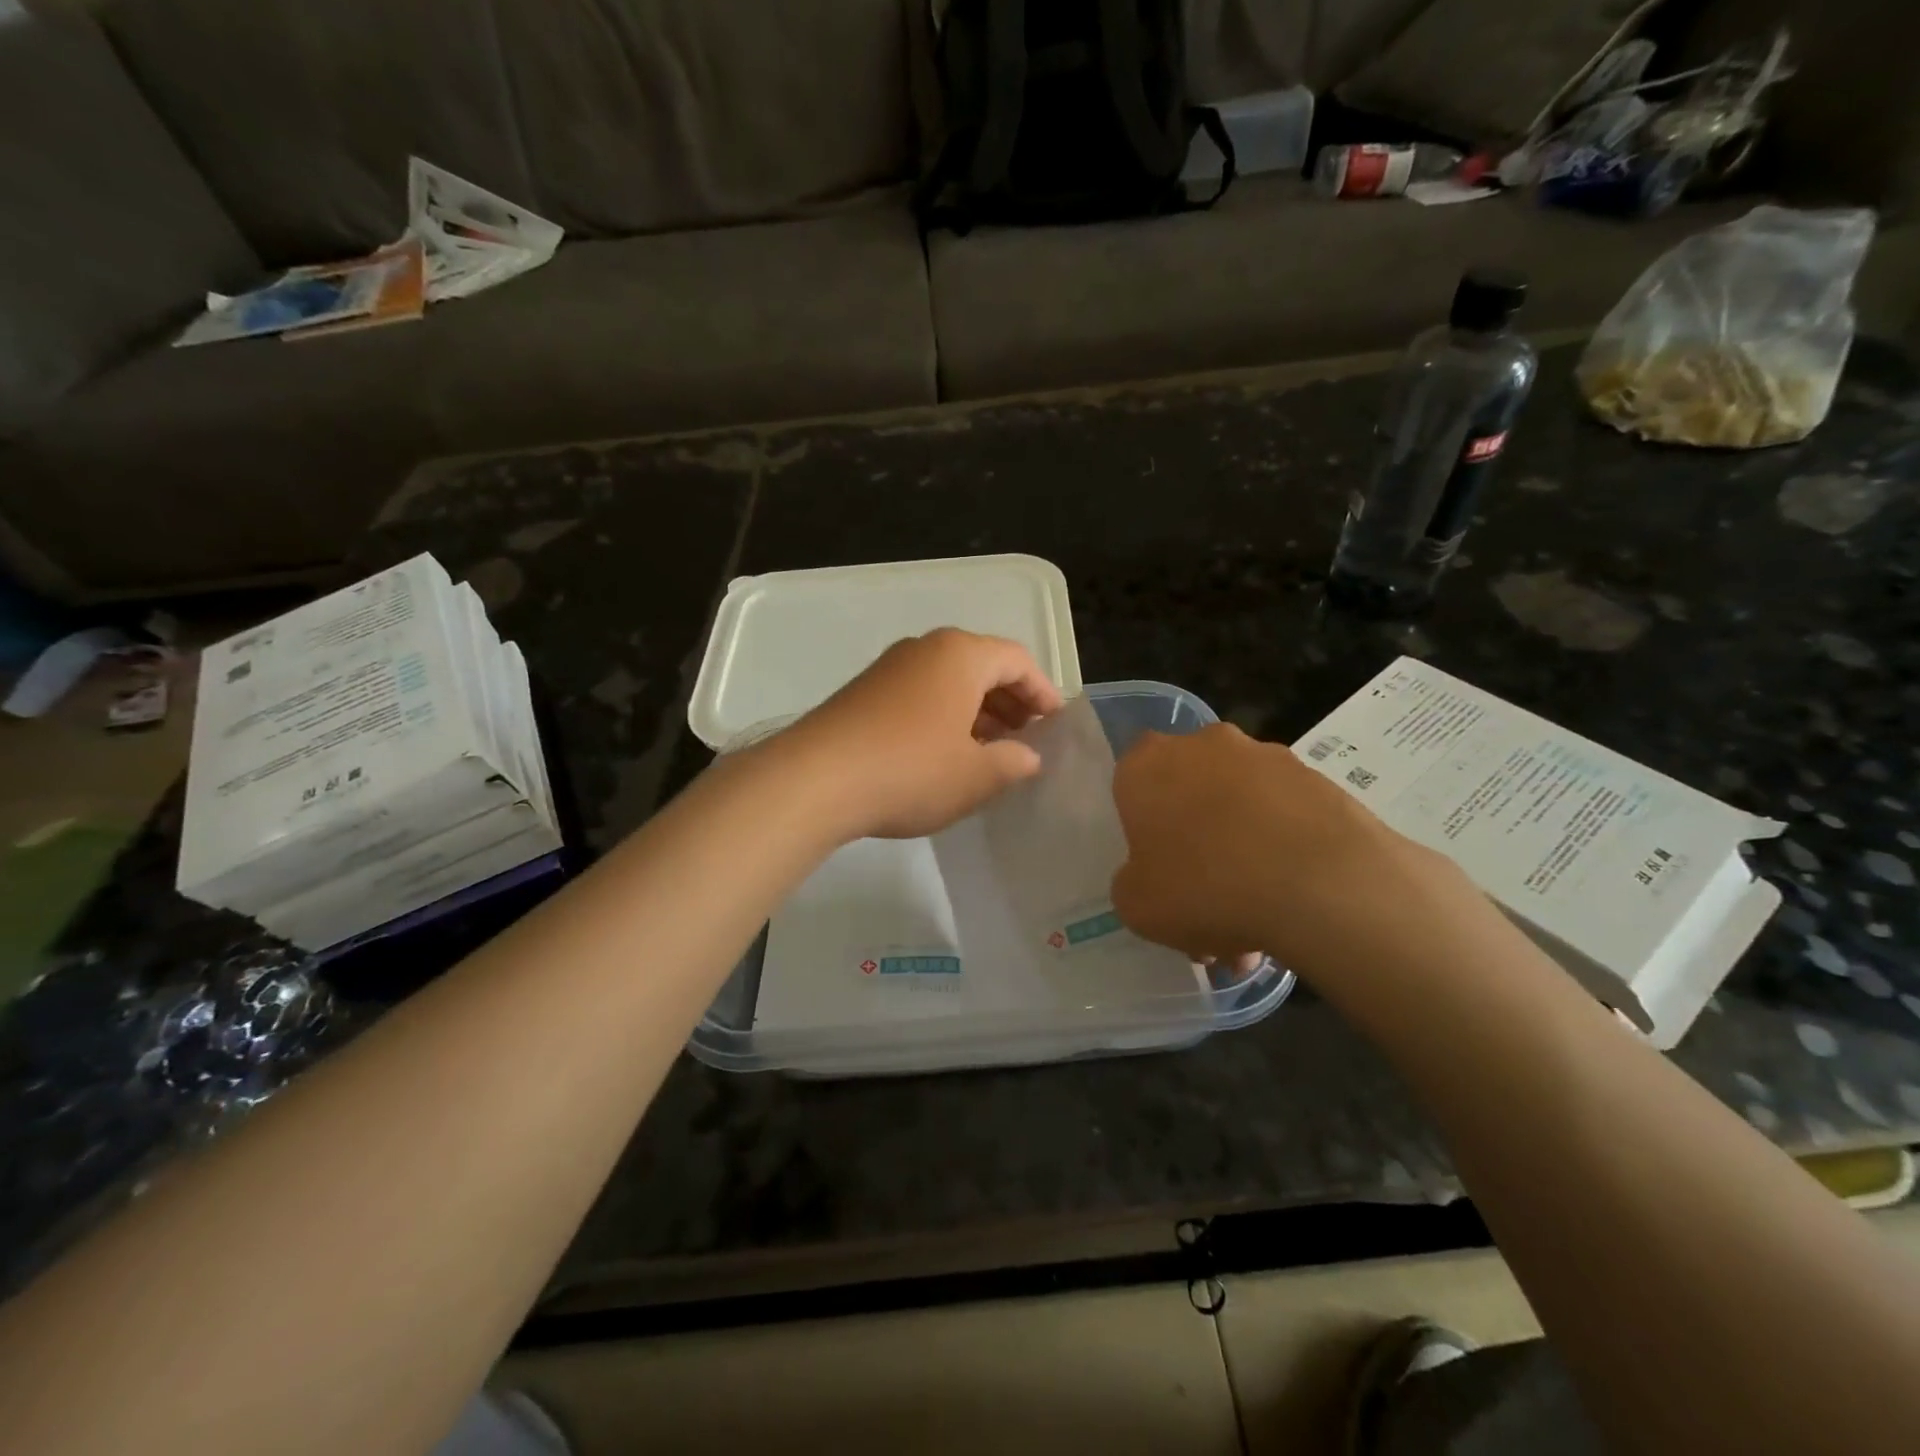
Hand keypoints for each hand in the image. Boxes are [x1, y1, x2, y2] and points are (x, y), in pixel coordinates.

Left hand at [777, 628, 1064, 840]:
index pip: (1017, 660)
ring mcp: (889, 668)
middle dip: (1010, 701)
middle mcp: (925, 649)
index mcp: (961, 655)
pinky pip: (919, 694)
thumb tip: (1027, 757)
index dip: (1042, 691)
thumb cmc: (911, 770)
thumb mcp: (976, 776)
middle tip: (1026, 737)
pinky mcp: (864, 692)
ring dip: (976, 711)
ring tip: (989, 750)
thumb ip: (1012, 763)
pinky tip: (944, 753)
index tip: (1055, 723)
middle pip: (982, 665)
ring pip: (948, 681)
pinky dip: (943, 716)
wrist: (815, 780)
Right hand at [1109, 724, 1484, 984]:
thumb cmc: (1204, 886)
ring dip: (1242, 858)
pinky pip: (1284, 822)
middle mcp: (1204, 745)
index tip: (1153, 862)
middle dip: (1196, 845)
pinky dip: (1282, 857)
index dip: (1141, 823)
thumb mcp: (1136, 905)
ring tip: (1255, 928)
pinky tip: (1290, 913)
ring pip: (1240, 812)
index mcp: (1147, 763)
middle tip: (1204, 904)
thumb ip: (1132, 883)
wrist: (1322, 885)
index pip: (1131, 780)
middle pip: (1190, 795)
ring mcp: (1267, 758)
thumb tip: (1151, 877)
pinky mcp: (1319, 780)